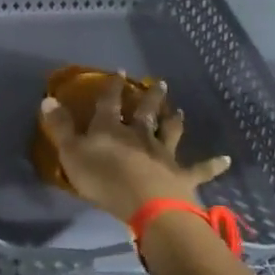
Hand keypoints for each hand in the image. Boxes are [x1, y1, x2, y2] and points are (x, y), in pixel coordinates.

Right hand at [38, 76, 229, 222]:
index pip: (109, 102)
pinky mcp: (182, 176)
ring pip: (170, 132)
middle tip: (159, 83)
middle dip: (149, 97)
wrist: (146, 204)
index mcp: (110, 128)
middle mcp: (139, 135)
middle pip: (144, 112)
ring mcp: (163, 154)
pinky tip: (227, 160)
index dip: (111, 86)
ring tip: (180, 110)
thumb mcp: (71, 153)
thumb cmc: (103, 179)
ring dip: (174, 121)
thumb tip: (47, 99)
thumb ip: (60, 127)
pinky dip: (213, 165)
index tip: (118, 71)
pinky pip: (200, 170)